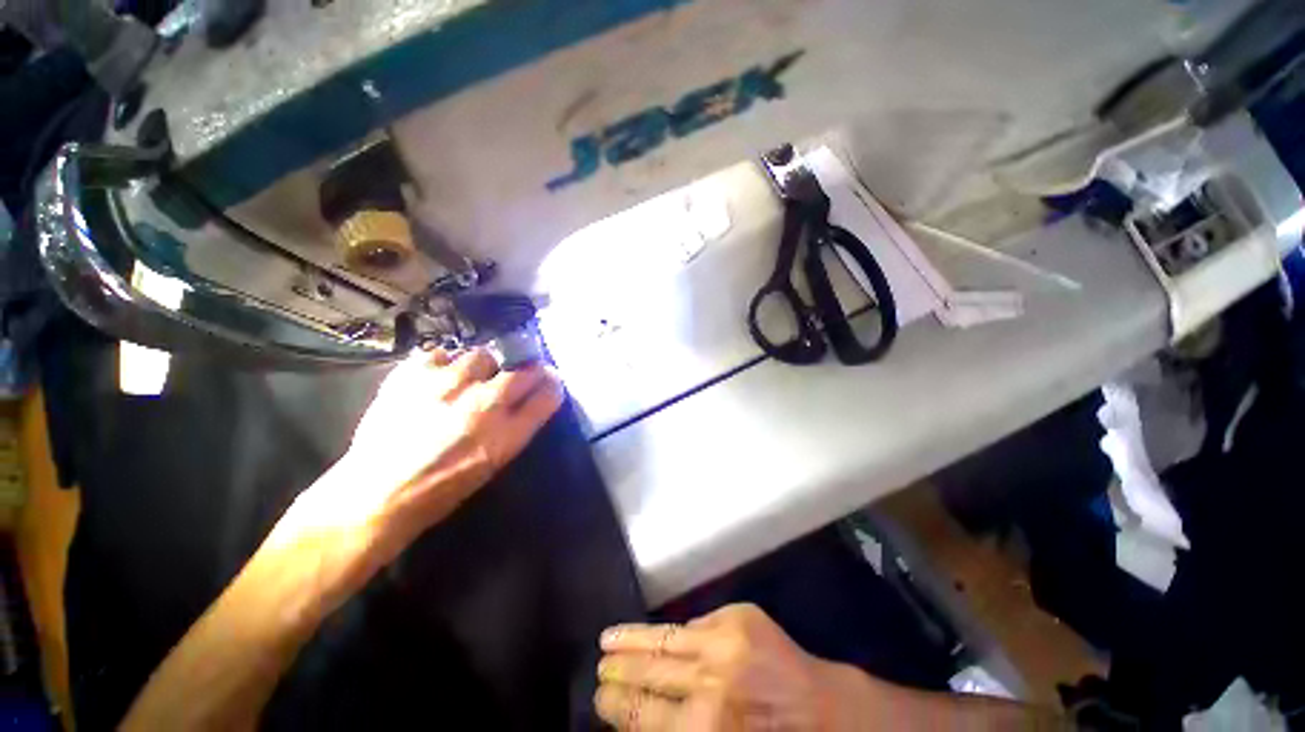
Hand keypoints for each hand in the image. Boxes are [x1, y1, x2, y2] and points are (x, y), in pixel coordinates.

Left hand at [274, 348, 564, 600]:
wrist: (375, 495)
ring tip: (468, 379)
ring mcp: (448, 385)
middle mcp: (484, 404)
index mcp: (506, 435)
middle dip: (529, 369)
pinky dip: (443, 363)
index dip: (553, 384)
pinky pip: (440, 353)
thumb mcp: (492, 464)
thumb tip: (526, 401)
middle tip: (519, 373)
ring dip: (482, 366)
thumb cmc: (440, 490)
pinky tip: (436, 378)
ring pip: (482, 355)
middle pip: (524, 370)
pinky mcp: (413, 375)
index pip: (547, 395)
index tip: (551, 381)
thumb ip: (515, 428)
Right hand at [595, 604, 852, 730]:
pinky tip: (652, 632)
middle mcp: (708, 685)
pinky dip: (669, 632)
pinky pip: (693, 624)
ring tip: (607, 640)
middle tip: (597, 670)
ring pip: (664, 640)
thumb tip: (639, 710)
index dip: (615, 705)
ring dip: (632, 641)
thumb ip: (677, 726)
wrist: (823, 711)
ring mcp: (725, 644)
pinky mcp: (739, 618)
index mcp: (702, 729)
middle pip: (648, 674)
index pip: (640, 713)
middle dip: (618, 673)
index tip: (598, 697)